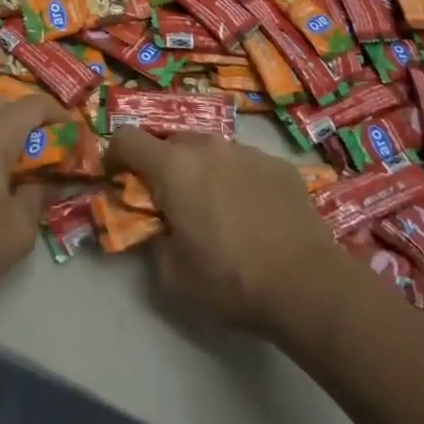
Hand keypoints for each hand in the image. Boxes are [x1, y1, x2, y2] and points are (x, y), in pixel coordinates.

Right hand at [103, 129, 356, 341]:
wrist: (308, 285)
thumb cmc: (230, 280)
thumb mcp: (173, 275)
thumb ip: (153, 242)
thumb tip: (156, 228)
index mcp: (172, 166)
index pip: (127, 138)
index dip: (115, 154)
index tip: (117, 176)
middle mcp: (207, 146)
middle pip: (171, 141)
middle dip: (163, 165)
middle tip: (170, 200)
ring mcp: (247, 151)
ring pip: (211, 151)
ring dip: (203, 171)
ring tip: (217, 209)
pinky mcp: (279, 165)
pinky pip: (245, 164)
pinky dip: (239, 180)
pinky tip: (254, 214)